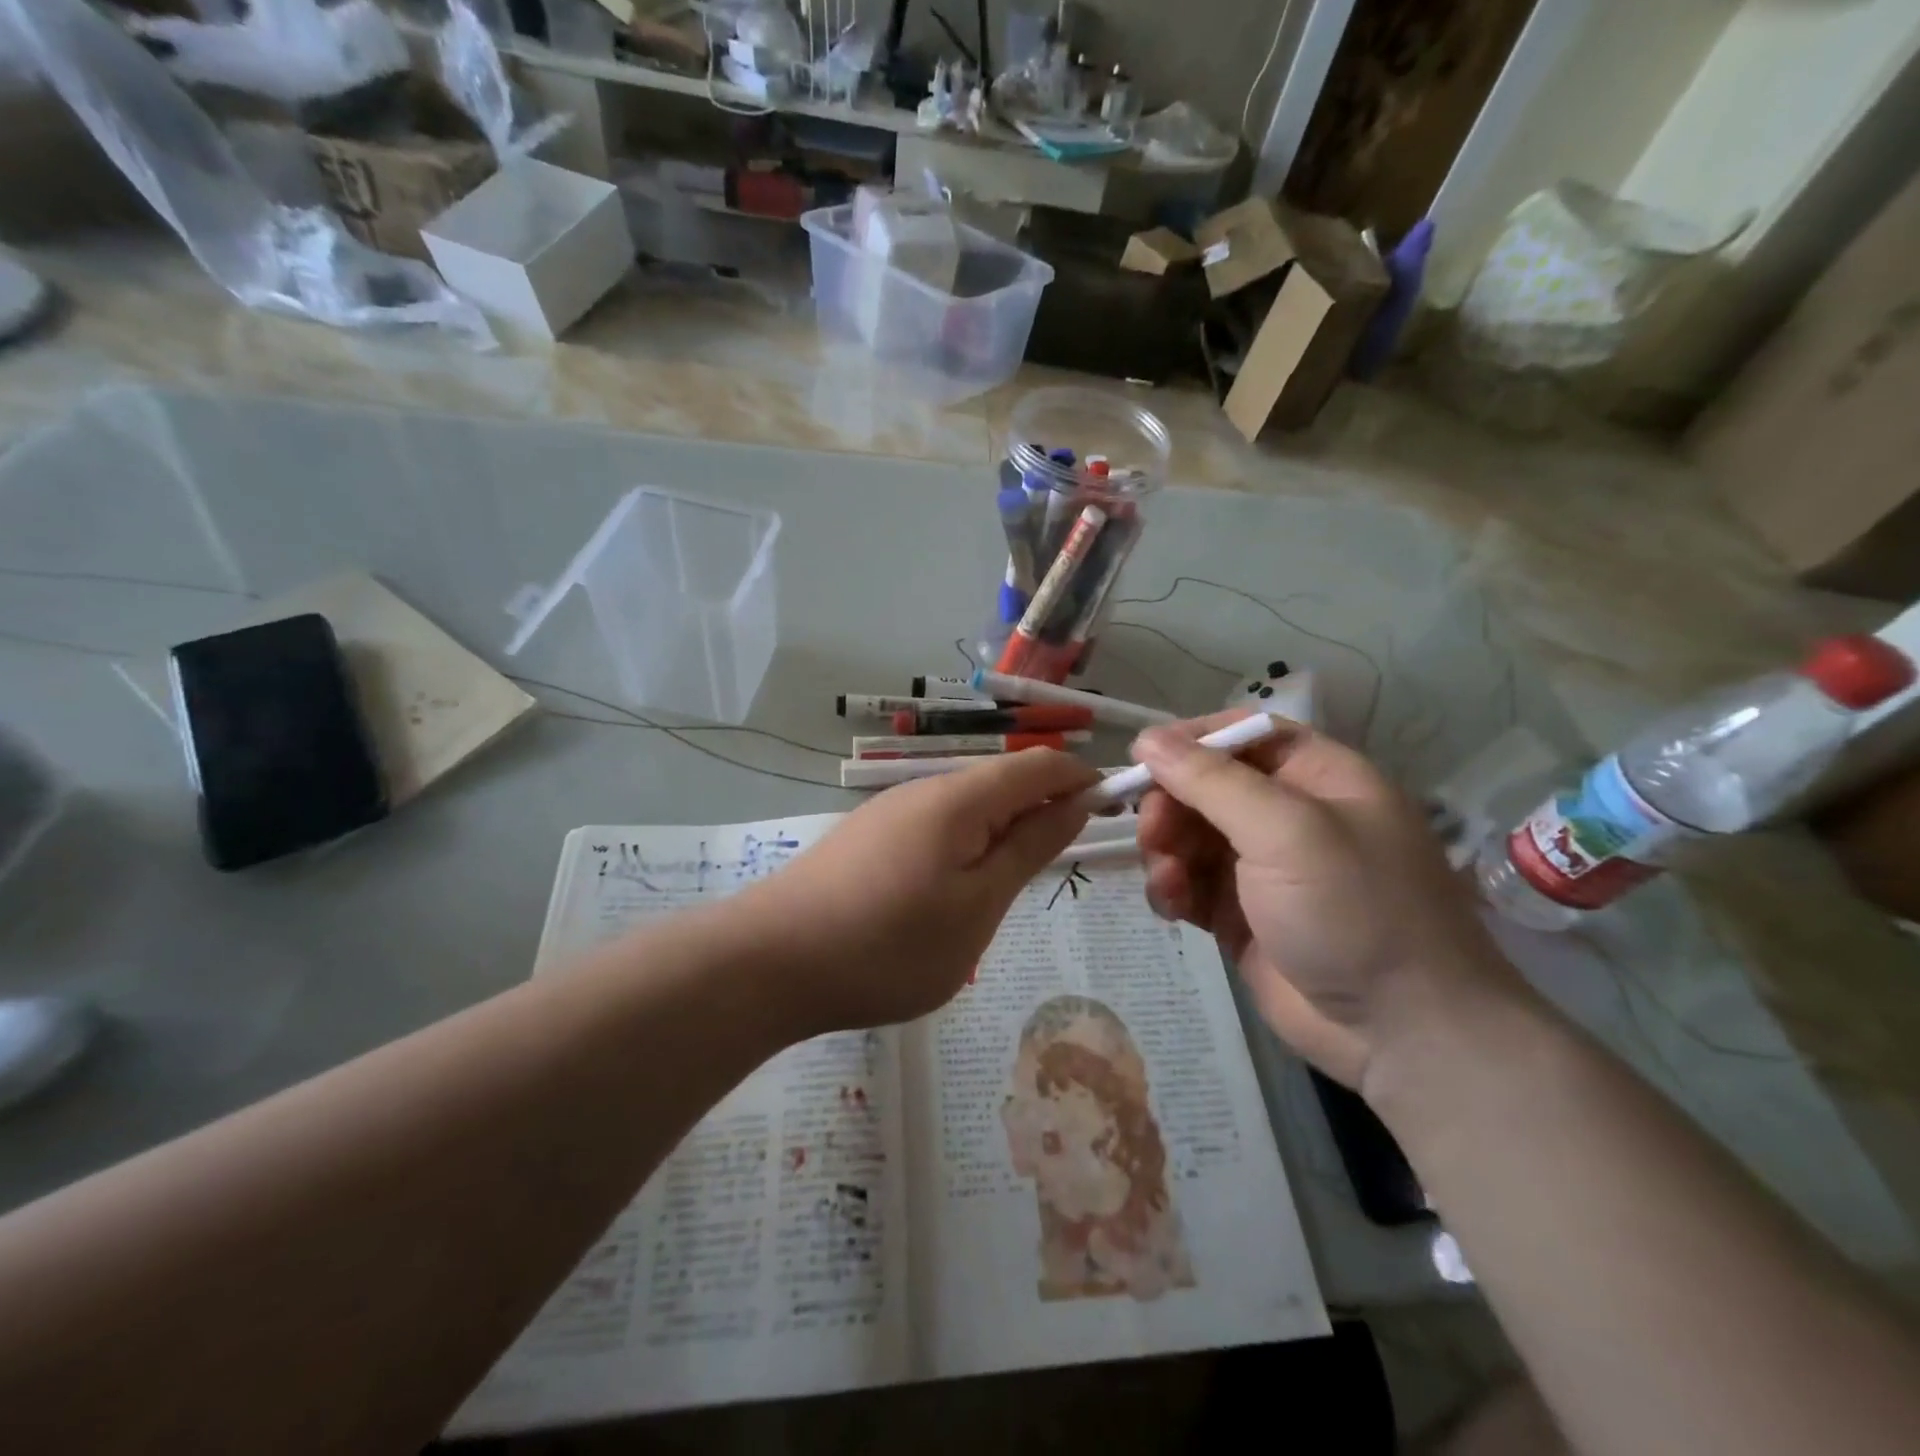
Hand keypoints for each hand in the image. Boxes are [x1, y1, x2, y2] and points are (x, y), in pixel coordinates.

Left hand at [744, 749, 1097, 1033]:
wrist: (770, 963)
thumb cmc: (890, 943)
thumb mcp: (979, 904)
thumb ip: (1030, 846)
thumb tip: (1076, 801)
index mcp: (961, 797)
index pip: (1040, 765)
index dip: (1083, 780)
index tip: (1114, 815)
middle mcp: (925, 790)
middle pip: (1003, 782)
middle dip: (1044, 811)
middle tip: (1062, 867)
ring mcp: (890, 813)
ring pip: (968, 808)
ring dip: (1003, 833)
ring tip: (1010, 889)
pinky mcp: (868, 839)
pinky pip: (935, 829)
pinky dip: (965, 848)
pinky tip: (955, 894)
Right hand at [1132, 711, 1514, 1088]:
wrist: (1401, 1033)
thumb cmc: (1354, 910)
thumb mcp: (1286, 831)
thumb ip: (1211, 781)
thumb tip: (1147, 739)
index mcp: (1317, 777)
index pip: (1243, 734)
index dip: (1191, 741)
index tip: (1142, 760)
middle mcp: (1288, 815)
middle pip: (1206, 786)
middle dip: (1171, 805)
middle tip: (1152, 834)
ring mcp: (1262, 868)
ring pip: (1189, 835)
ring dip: (1165, 850)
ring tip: (1168, 880)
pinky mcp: (1240, 915)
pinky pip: (1189, 883)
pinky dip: (1172, 888)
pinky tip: (1172, 906)